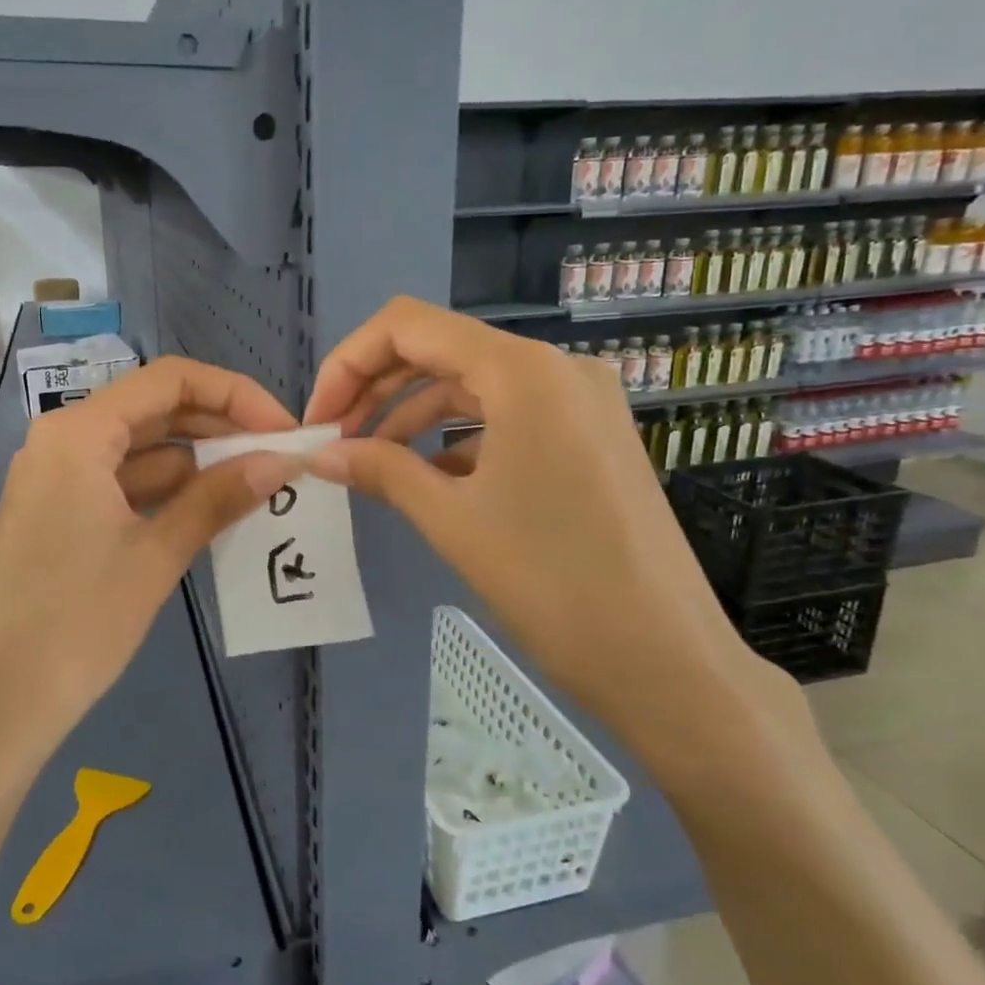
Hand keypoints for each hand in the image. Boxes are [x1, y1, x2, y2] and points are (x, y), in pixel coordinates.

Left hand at [0, 357, 299, 749]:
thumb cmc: (77, 622)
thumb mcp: (156, 555)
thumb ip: (219, 498)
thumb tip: (281, 461)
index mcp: (79, 433)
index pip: (171, 380)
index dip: (235, 394)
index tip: (283, 429)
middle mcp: (64, 441)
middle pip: (156, 410)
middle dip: (221, 428)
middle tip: (278, 458)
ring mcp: (60, 479)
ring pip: (144, 450)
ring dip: (200, 464)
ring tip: (258, 485)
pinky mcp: (62, 514)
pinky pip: (126, 485)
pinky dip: (170, 493)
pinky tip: (214, 512)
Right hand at [302, 297, 810, 777]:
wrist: (664, 658)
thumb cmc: (551, 583)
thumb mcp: (451, 520)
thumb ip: (380, 470)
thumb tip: (319, 455)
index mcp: (522, 371)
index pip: (409, 326)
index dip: (349, 363)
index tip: (319, 419)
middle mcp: (556, 368)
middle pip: (440, 350)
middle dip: (375, 389)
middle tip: (335, 442)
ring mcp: (580, 401)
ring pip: (473, 385)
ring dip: (412, 416)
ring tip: (371, 462)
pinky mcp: (589, 436)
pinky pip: (507, 416)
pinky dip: (458, 438)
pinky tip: (427, 478)